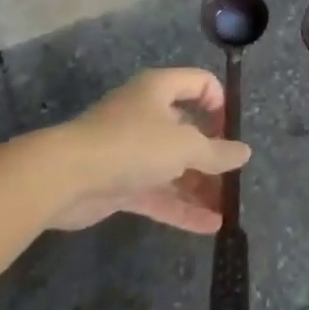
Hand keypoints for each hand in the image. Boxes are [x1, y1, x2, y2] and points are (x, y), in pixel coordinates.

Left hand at [47, 69, 250, 234]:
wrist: (65, 177)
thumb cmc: (132, 144)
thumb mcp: (184, 145)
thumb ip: (217, 152)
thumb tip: (244, 153)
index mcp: (159, 90)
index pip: (199, 83)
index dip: (220, 103)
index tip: (231, 130)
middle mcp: (146, 114)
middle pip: (188, 129)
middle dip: (212, 154)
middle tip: (234, 177)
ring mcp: (132, 151)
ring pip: (174, 166)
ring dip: (200, 186)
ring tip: (228, 208)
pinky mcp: (120, 183)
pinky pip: (159, 193)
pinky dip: (182, 207)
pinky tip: (210, 226)